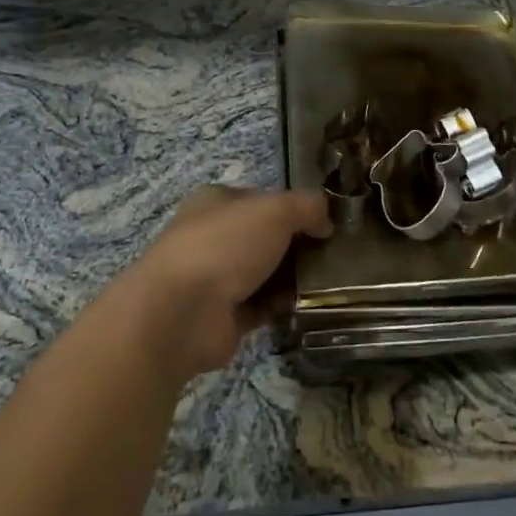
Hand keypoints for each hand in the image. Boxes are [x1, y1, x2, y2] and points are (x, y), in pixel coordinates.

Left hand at [109, 186, 330, 381]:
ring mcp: (216, 278)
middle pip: (266, 237)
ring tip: (328, 281)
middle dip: (298, 245)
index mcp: (216, 202)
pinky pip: (263, 306)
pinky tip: (308, 304)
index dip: (294, 207)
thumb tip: (326, 222)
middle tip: (333, 254)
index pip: (262, 199)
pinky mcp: (224, 316)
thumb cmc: (225, 245)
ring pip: (266, 272)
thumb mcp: (276, 210)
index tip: (325, 222)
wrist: (182, 313)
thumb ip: (307, 207)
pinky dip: (283, 306)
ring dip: (294, 277)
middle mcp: (213, 237)